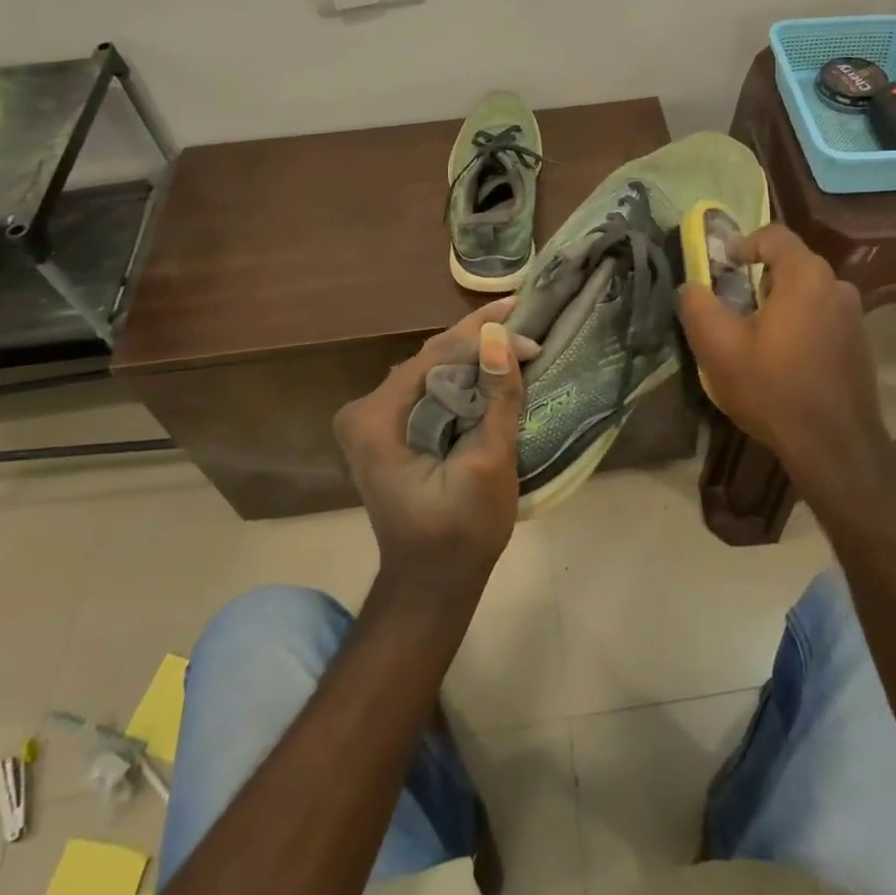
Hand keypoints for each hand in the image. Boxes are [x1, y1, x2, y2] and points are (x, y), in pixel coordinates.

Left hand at [333, 298, 537, 600]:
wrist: (432, 583)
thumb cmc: (461, 532)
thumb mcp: (488, 463)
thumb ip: (496, 398)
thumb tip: (500, 335)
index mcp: (376, 419)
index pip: (436, 357)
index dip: (484, 339)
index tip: (530, 332)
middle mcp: (364, 410)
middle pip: (430, 358)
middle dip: (478, 336)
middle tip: (523, 311)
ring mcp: (372, 419)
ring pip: (430, 368)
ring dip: (471, 352)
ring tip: (514, 328)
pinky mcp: (387, 428)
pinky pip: (428, 386)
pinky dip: (461, 374)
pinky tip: (489, 360)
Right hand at [677, 224, 893, 498]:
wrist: (834, 446)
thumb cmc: (772, 388)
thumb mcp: (717, 346)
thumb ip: (697, 305)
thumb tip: (691, 286)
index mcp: (806, 276)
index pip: (773, 235)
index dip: (743, 244)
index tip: (723, 268)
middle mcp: (837, 286)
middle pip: (791, 265)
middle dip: (758, 279)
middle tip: (733, 307)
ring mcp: (854, 316)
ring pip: (808, 294)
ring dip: (780, 305)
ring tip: (756, 337)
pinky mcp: (860, 344)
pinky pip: (823, 319)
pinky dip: (800, 326)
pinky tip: (784, 361)